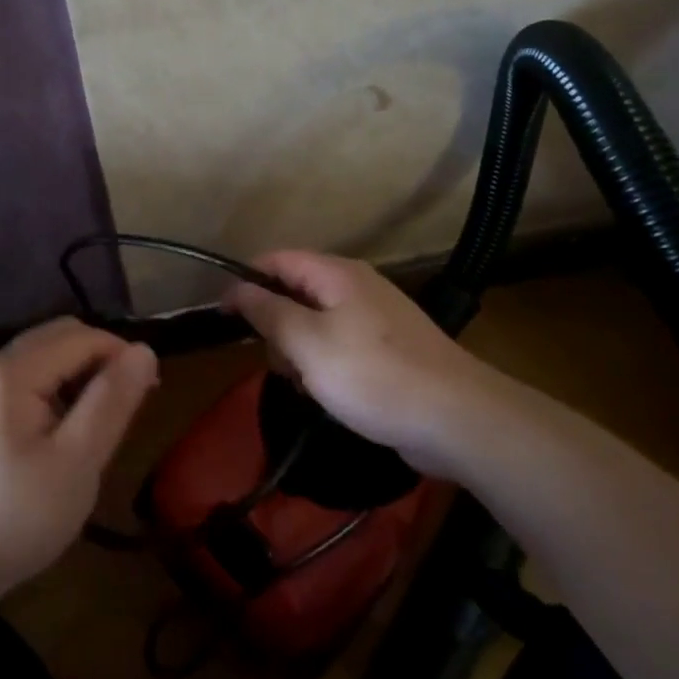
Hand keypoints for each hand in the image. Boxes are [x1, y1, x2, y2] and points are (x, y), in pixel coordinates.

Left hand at [0, 318, 157, 640]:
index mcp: (12, 372)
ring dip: (82, 374)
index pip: (81, 337)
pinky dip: (61, 389)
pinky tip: (71, 428)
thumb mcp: (76, 461)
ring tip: (104, 419)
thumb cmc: (17, 515)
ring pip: (48, 356)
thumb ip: (111, 401)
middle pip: (61, 337)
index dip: (121, 355)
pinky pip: (32, 378)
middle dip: (102, 359)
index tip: (149, 393)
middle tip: (129, 404)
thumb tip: (145, 351)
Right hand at [223, 250, 491, 479]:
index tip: (223, 316)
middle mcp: (357, 287)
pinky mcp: (389, 349)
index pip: (277, 260)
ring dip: (299, 352)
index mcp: (337, 274)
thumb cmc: (372, 375)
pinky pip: (340, 346)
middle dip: (276, 326)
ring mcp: (376, 318)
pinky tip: (329, 396)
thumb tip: (237, 288)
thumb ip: (268, 312)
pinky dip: (325, 366)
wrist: (455, 418)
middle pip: (296, 292)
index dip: (246, 282)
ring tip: (307, 386)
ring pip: (315, 324)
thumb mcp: (307, 343)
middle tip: (279, 363)